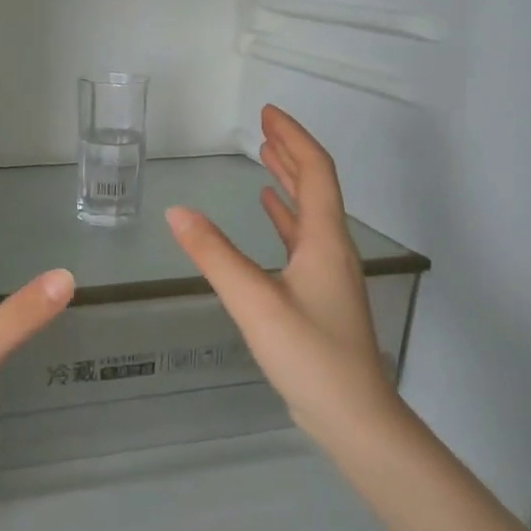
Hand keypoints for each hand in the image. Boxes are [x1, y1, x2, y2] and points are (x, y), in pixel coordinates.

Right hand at [167, 106, 398, 437]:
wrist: (353, 416)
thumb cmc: (310, 356)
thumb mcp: (255, 302)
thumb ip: (215, 255)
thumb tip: (177, 211)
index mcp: (324, 241)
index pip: (315, 172)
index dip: (293, 138)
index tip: (268, 113)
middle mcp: (332, 249)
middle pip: (316, 186)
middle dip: (290, 152)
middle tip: (264, 128)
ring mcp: (328, 273)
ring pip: (309, 213)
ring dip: (288, 182)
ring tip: (264, 159)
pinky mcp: (319, 295)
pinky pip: (301, 240)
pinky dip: (284, 218)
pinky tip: (268, 214)